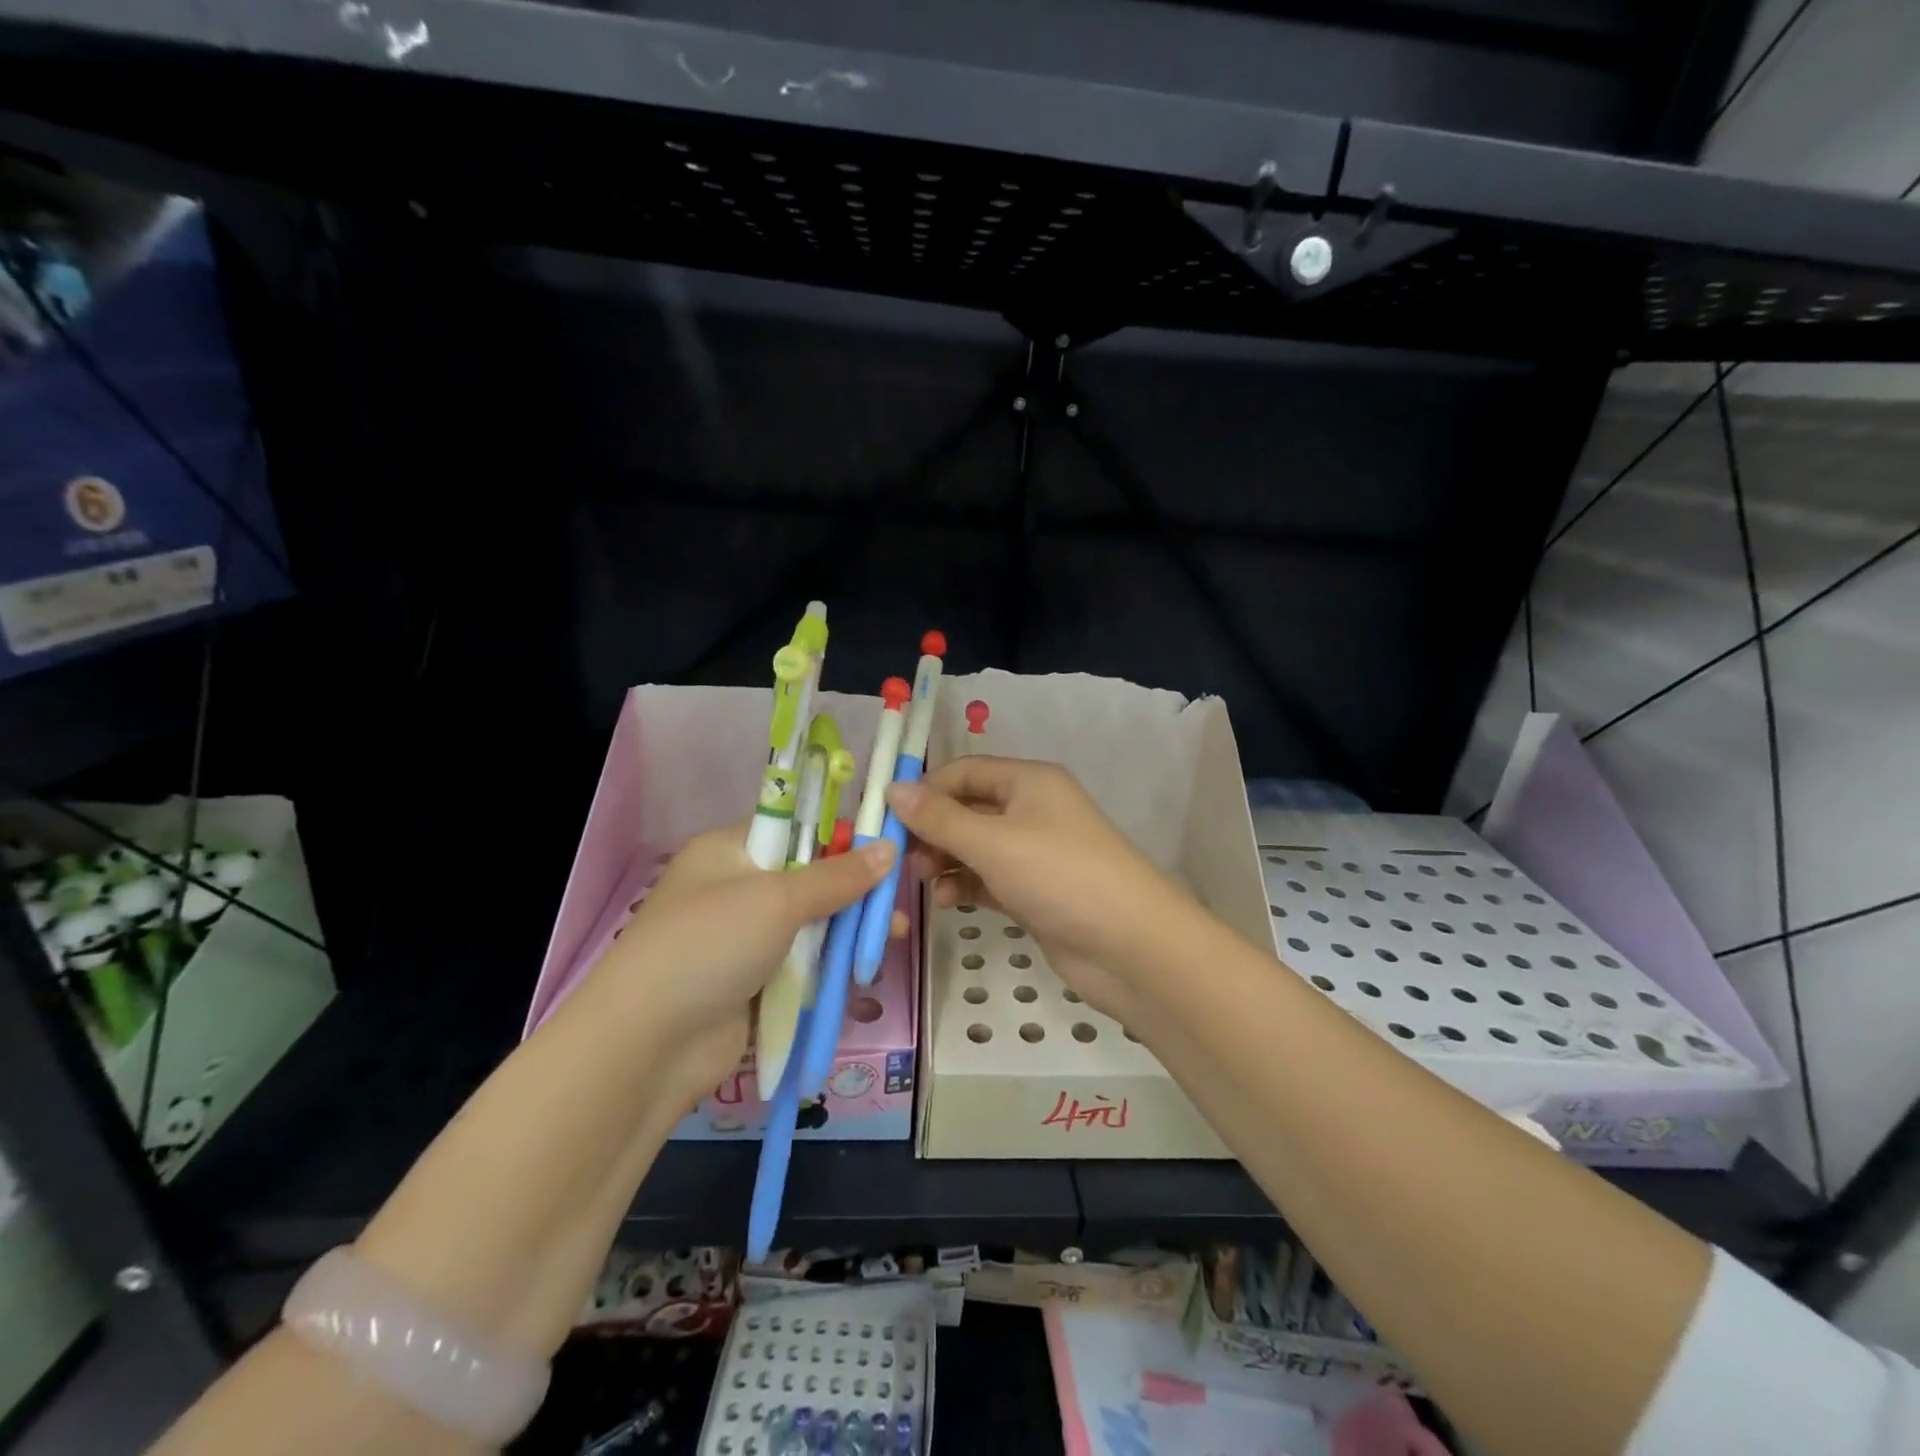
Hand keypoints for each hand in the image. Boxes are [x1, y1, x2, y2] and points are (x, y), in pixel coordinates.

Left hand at [579, 824, 896, 1101]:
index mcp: (729, 851)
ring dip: (850, 928)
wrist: (649, 1045)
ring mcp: (745, 938)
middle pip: (809, 877)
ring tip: (893, 936)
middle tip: (897, 897)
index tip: (886, 844)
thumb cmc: (710, 945)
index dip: (839, 833)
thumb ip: (837, 877)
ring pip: (812, 923)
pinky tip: (866, 967)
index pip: (794, 827)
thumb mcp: (777, 899)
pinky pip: (804, 963)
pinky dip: (833, 964)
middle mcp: (736, 888)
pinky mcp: (755, 982)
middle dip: (855, 888)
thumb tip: (890, 849)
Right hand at [887, 757, 1200, 1022]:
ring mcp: (1036, 853)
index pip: (964, 771)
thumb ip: (939, 818)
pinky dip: (967, 886)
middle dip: (933, 830)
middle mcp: (1032, 810)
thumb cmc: (1060, 876)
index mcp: (1029, 781)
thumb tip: (892, 789)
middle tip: (904, 858)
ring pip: (976, 847)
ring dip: (946, 860)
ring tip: (924, 881)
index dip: (925, 790)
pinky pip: (990, 879)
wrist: (1129, 946)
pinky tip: (948, 902)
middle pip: (968, 809)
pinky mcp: (1036, 892)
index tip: (886, 818)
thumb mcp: (994, 842)